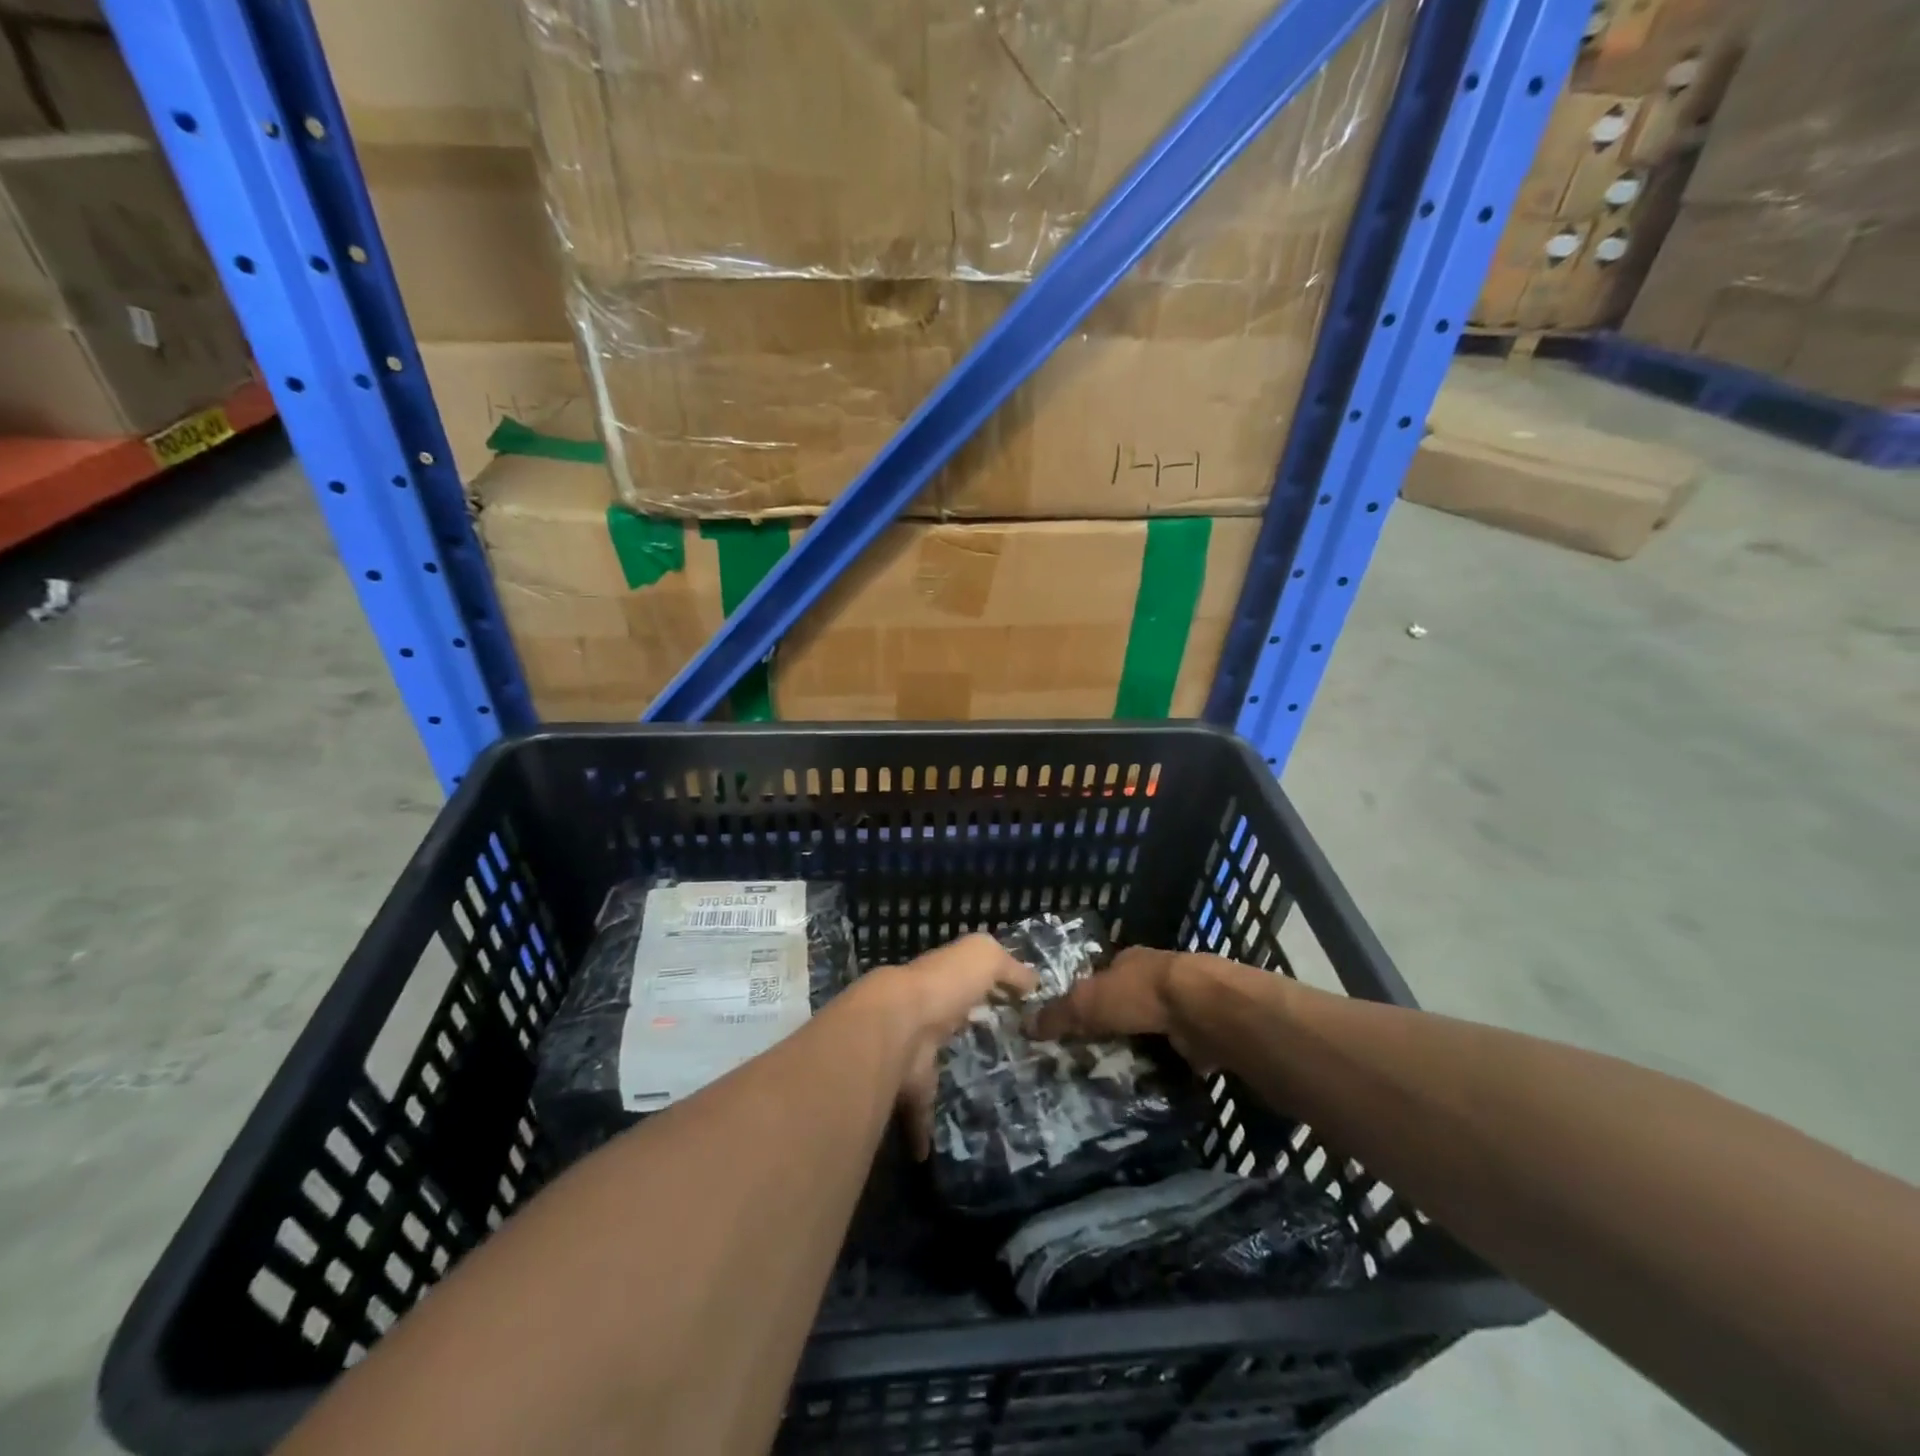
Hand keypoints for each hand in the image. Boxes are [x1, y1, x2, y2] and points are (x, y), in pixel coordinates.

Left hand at [852, 934, 1038, 1159]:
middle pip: (943, 1024)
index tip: (1007, 1008)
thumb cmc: (944, 985)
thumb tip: (1033, 980)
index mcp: (941, 982)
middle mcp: (921, 1014)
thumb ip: (1008, 965)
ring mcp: (909, 1052)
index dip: (981, 989)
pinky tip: (933, 1150)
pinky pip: (916, 1112)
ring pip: (927, 1068)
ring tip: (973, 1101)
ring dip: (942, 1082)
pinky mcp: (904, 1089)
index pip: (961, 982)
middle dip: (958, 1033)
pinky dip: (923, 1131)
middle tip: (990, 1054)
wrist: (896, 1026)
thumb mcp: (983, 956)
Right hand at [1026, 946, 1235, 1065]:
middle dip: (1114, 1026)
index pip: (1103, 977)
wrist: (1202, 1009)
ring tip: (1117, 1076)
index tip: (1075, 1025)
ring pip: (1152, 1027)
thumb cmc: (1139, 994)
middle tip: (1092, 1057)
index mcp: (1129, 960)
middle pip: (1128, 1003)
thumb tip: (1026, 1026)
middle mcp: (1156, 977)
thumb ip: (1060, 1014)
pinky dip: (1165, 1064)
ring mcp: (1182, 1004)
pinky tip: (1150, 1083)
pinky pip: (1175, 1051)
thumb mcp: (1088, 1002)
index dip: (1088, 998)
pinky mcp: (1201, 1032)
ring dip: (1141, 1046)